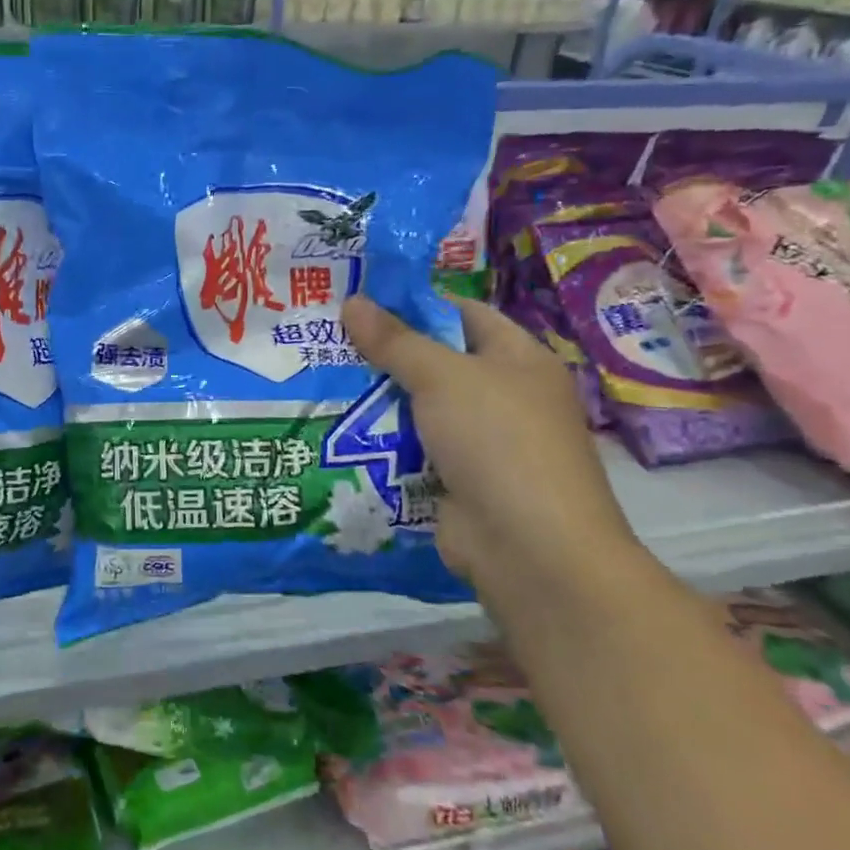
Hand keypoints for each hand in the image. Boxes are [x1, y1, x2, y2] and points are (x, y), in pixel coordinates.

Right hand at [341, 294, 639, 594]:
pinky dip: (382, 443)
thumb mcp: (442, 378)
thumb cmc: (497, 441)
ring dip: (377, 401)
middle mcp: (504, 396)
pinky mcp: (458, 481)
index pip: (463, 314)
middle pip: (436, 363)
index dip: (415, 304)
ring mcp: (481, 443)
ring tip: (320, 382)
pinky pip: (413, 450)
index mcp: (518, 359)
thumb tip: (352, 301)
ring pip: (419, 409)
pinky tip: (338, 432)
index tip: (360, 302)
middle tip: (326, 341)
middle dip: (384, 355)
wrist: (529, 548)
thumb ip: (395, 340)